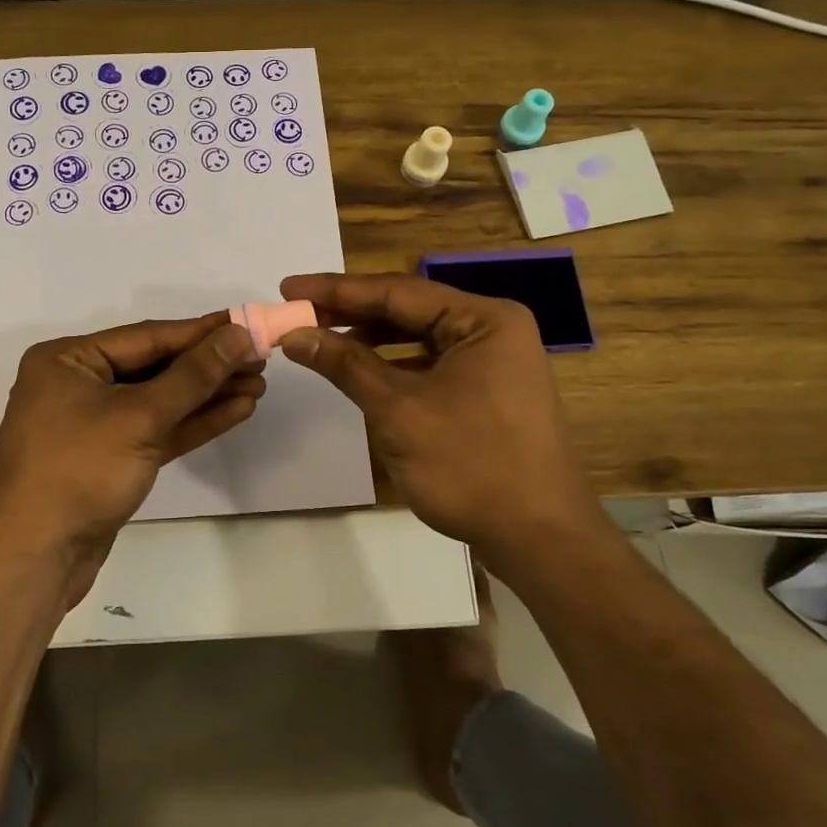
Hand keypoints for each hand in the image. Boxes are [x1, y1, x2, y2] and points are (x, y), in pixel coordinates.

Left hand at [0, 313, 262, 604]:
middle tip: (261, 359)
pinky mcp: (111, 460)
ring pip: (160, 401)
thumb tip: (238, 336)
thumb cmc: (78, 471)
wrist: (33, 559)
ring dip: (208, 394)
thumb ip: (192, 376)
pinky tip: (236, 410)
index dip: (201, 332)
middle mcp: (79, 384)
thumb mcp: (139, 416)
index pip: (147, 336)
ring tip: (258, 384)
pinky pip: (157, 431)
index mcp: (68, 360)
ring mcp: (94, 425)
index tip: (247, 324)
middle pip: (155, 366)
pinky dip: (193, 422)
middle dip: (208, 366)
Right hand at [276, 272, 607, 572]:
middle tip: (297, 311)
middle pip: (408, 311)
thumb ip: (346, 365)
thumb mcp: (399, 411)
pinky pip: (430, 365)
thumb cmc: (471, 466)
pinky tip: (359, 371)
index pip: (397, 292)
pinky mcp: (487, 392)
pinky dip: (392, 366)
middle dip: (350, 313)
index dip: (337, 290)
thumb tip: (295, 334)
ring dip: (369, 339)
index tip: (287, 287)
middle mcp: (492, 330)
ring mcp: (493, 362)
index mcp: (484, 319)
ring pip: (418, 338)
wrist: (539, 539)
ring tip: (319, 339)